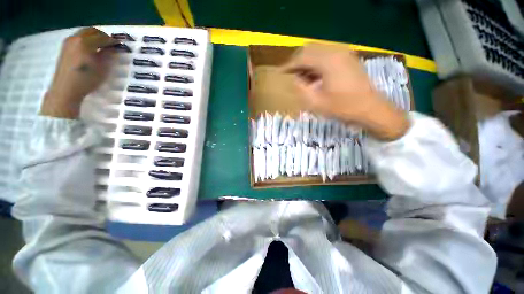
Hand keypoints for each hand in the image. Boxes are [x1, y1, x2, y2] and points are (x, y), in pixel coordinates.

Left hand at [40, 27, 117, 118]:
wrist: (65, 89)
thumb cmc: (86, 79)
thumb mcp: (102, 68)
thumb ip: (108, 55)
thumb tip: (114, 48)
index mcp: (85, 42)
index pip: (103, 37)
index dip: (113, 41)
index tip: (120, 45)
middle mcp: (75, 38)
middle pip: (92, 31)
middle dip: (103, 36)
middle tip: (111, 45)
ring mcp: (68, 42)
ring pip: (84, 33)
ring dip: (94, 37)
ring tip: (101, 47)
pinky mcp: (64, 48)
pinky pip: (78, 38)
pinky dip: (86, 40)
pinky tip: (90, 50)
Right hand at [283, 43, 409, 140]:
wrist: (371, 109)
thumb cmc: (342, 107)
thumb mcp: (316, 102)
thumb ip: (301, 88)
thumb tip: (295, 79)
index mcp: (327, 61)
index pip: (302, 57)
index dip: (289, 65)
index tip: (281, 73)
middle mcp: (336, 52)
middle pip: (310, 50)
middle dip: (297, 62)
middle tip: (290, 75)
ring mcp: (344, 54)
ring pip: (318, 52)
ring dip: (307, 63)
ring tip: (301, 78)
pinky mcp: (348, 59)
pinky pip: (327, 57)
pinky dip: (317, 65)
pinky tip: (314, 77)